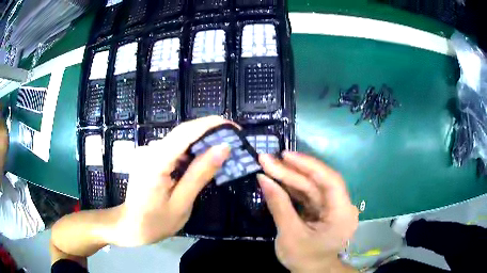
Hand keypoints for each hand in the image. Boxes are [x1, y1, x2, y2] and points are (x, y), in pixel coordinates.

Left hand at [113, 116, 232, 246]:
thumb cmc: (156, 222)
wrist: (130, 227)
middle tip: (232, 142)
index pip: (185, 132)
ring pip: (178, 141)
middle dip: (208, 134)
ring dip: (199, 144)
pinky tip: (199, 163)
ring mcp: (146, 153)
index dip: (210, 124)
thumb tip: (223, 148)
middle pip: (182, 133)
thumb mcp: (182, 203)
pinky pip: (172, 149)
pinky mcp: (147, 157)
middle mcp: (149, 150)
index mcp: (155, 161)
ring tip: (220, 153)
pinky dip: (188, 153)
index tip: (232, 127)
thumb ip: (200, 174)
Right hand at [258, 152, 358, 272]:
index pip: (330, 182)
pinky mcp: (321, 209)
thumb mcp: (289, 234)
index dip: (309, 166)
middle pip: (317, 182)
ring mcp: (331, 207)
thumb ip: (278, 205)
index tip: (286, 156)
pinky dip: (291, 187)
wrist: (310, 271)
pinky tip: (277, 179)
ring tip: (268, 165)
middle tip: (267, 159)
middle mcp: (341, 206)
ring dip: (289, 177)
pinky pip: (307, 194)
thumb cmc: (303, 258)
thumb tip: (263, 178)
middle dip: (291, 171)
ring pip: (311, 186)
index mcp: (342, 214)